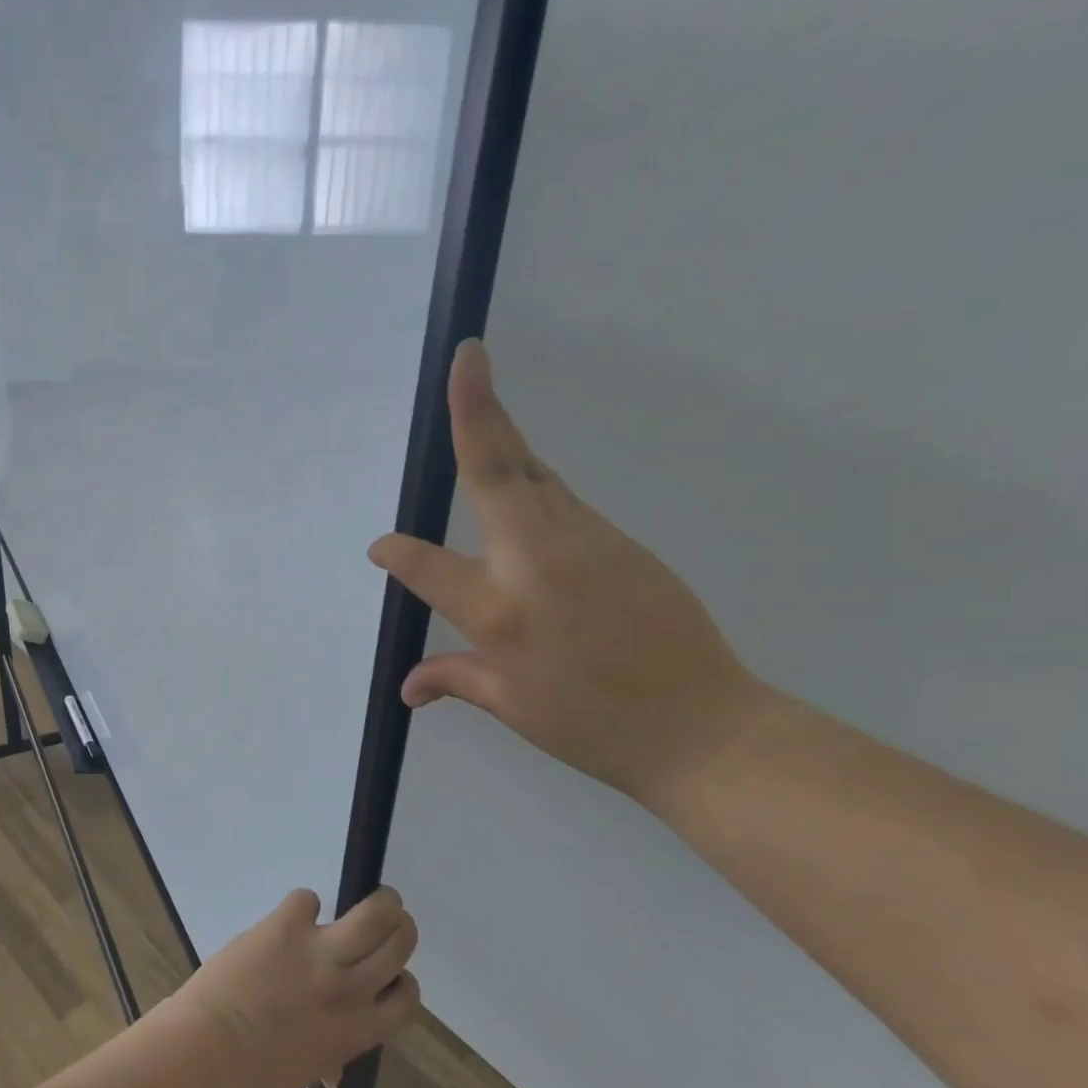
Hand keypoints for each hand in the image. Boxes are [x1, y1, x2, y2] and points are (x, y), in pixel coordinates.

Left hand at [166, 888, 418, 1087]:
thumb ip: (330, 1054)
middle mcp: (350, 988)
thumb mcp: (308, 1068)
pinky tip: (291, 916)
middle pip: (400, 943)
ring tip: (373, 896)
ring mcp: (321, 952)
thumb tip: (336, 1068)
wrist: (211, 1049)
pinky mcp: (287, 924)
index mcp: (359, 1030)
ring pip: (375, 913)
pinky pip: (307, 899)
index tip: (391, 972)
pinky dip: (302, 904)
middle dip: (398, 926)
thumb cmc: (256, 1071)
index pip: (406, 999)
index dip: (403, 980)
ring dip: (380, 900)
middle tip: (388, 918)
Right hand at [369, 339, 765, 805]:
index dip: (396, 552)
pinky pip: (560, 500)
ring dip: (502, 438)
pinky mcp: (619, 540)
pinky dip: (531, 482)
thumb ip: (454, 678)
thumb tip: (407, 687)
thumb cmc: (593, 724)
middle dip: (477, 412)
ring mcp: (584, 540)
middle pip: (496, 471)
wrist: (706, 727)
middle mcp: (535, 558)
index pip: (425, 563)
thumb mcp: (511, 705)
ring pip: (533, 475)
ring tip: (481, 403)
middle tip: (467, 360)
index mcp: (498, 607)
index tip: (380, 548)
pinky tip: (520, 487)